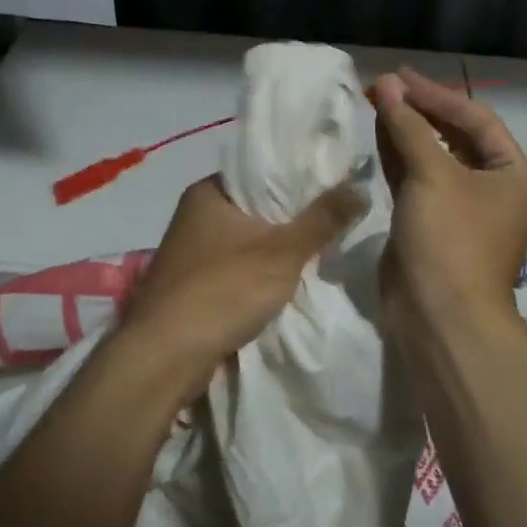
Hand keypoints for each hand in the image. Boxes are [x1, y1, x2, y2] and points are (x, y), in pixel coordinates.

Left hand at [122, 175, 367, 395]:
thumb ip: (323, 219)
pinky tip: (287, 281)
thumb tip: (361, 187)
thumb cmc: (223, 290)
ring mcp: (190, 251)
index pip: (261, 170)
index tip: (334, 184)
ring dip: (276, 248)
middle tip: (336, 218)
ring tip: (320, 248)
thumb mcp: (282, 252)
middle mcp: (194, 213)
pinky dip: (258, 272)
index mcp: (208, 191)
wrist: (165, 356)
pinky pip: (235, 267)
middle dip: (291, 216)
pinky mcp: (191, 284)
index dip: (298, 175)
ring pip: (246, 239)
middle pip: (255, 206)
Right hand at [373, 67, 526, 324]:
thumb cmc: (450, 240)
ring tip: (374, 101)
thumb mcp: (432, 176)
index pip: (476, 120)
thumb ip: (408, 126)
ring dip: (405, 131)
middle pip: (454, 136)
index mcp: (514, 175)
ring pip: (432, 158)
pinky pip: (416, 180)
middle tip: (382, 86)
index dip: (436, 94)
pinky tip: (377, 134)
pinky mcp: (431, 224)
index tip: (398, 76)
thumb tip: (386, 84)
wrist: (439, 318)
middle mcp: (493, 189)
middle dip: (419, 110)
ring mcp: (461, 209)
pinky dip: (398, 157)